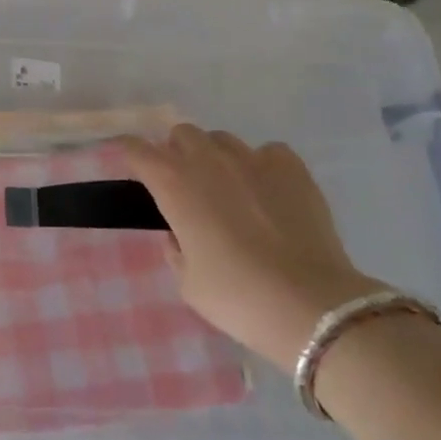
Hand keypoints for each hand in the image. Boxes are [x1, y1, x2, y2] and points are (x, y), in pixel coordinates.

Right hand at [119, 126, 380, 372]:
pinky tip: (269, 193)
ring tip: (231, 190)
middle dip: (178, 153)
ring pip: (222, 140)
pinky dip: (262, 166)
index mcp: (173, 183)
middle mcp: (208, 160)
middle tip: (186, 186)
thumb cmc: (236, 296)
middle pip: (182, 134)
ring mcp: (252, 159)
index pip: (137, 149)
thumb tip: (181, 233)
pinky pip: (267, 153)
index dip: (130, 154)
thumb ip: (176, 248)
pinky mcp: (291, 167)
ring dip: (217, 158)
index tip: (132, 166)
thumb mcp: (187, 281)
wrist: (311, 305)